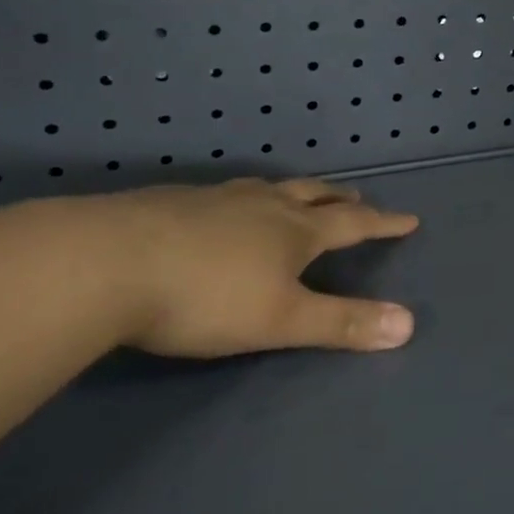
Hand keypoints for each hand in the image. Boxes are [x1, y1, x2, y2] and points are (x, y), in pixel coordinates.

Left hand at [45, 177, 420, 357]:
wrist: (104, 263)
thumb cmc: (204, 297)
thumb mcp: (280, 319)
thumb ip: (342, 323)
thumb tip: (410, 324)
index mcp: (294, 231)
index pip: (353, 223)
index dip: (383, 223)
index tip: (409, 219)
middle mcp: (263, 205)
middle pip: (312, 195)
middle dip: (340, 198)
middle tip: (357, 197)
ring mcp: (217, 198)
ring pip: (268, 188)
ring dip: (293, 192)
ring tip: (297, 195)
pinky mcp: (172, 201)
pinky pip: (225, 193)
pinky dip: (243, 198)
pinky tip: (223, 209)